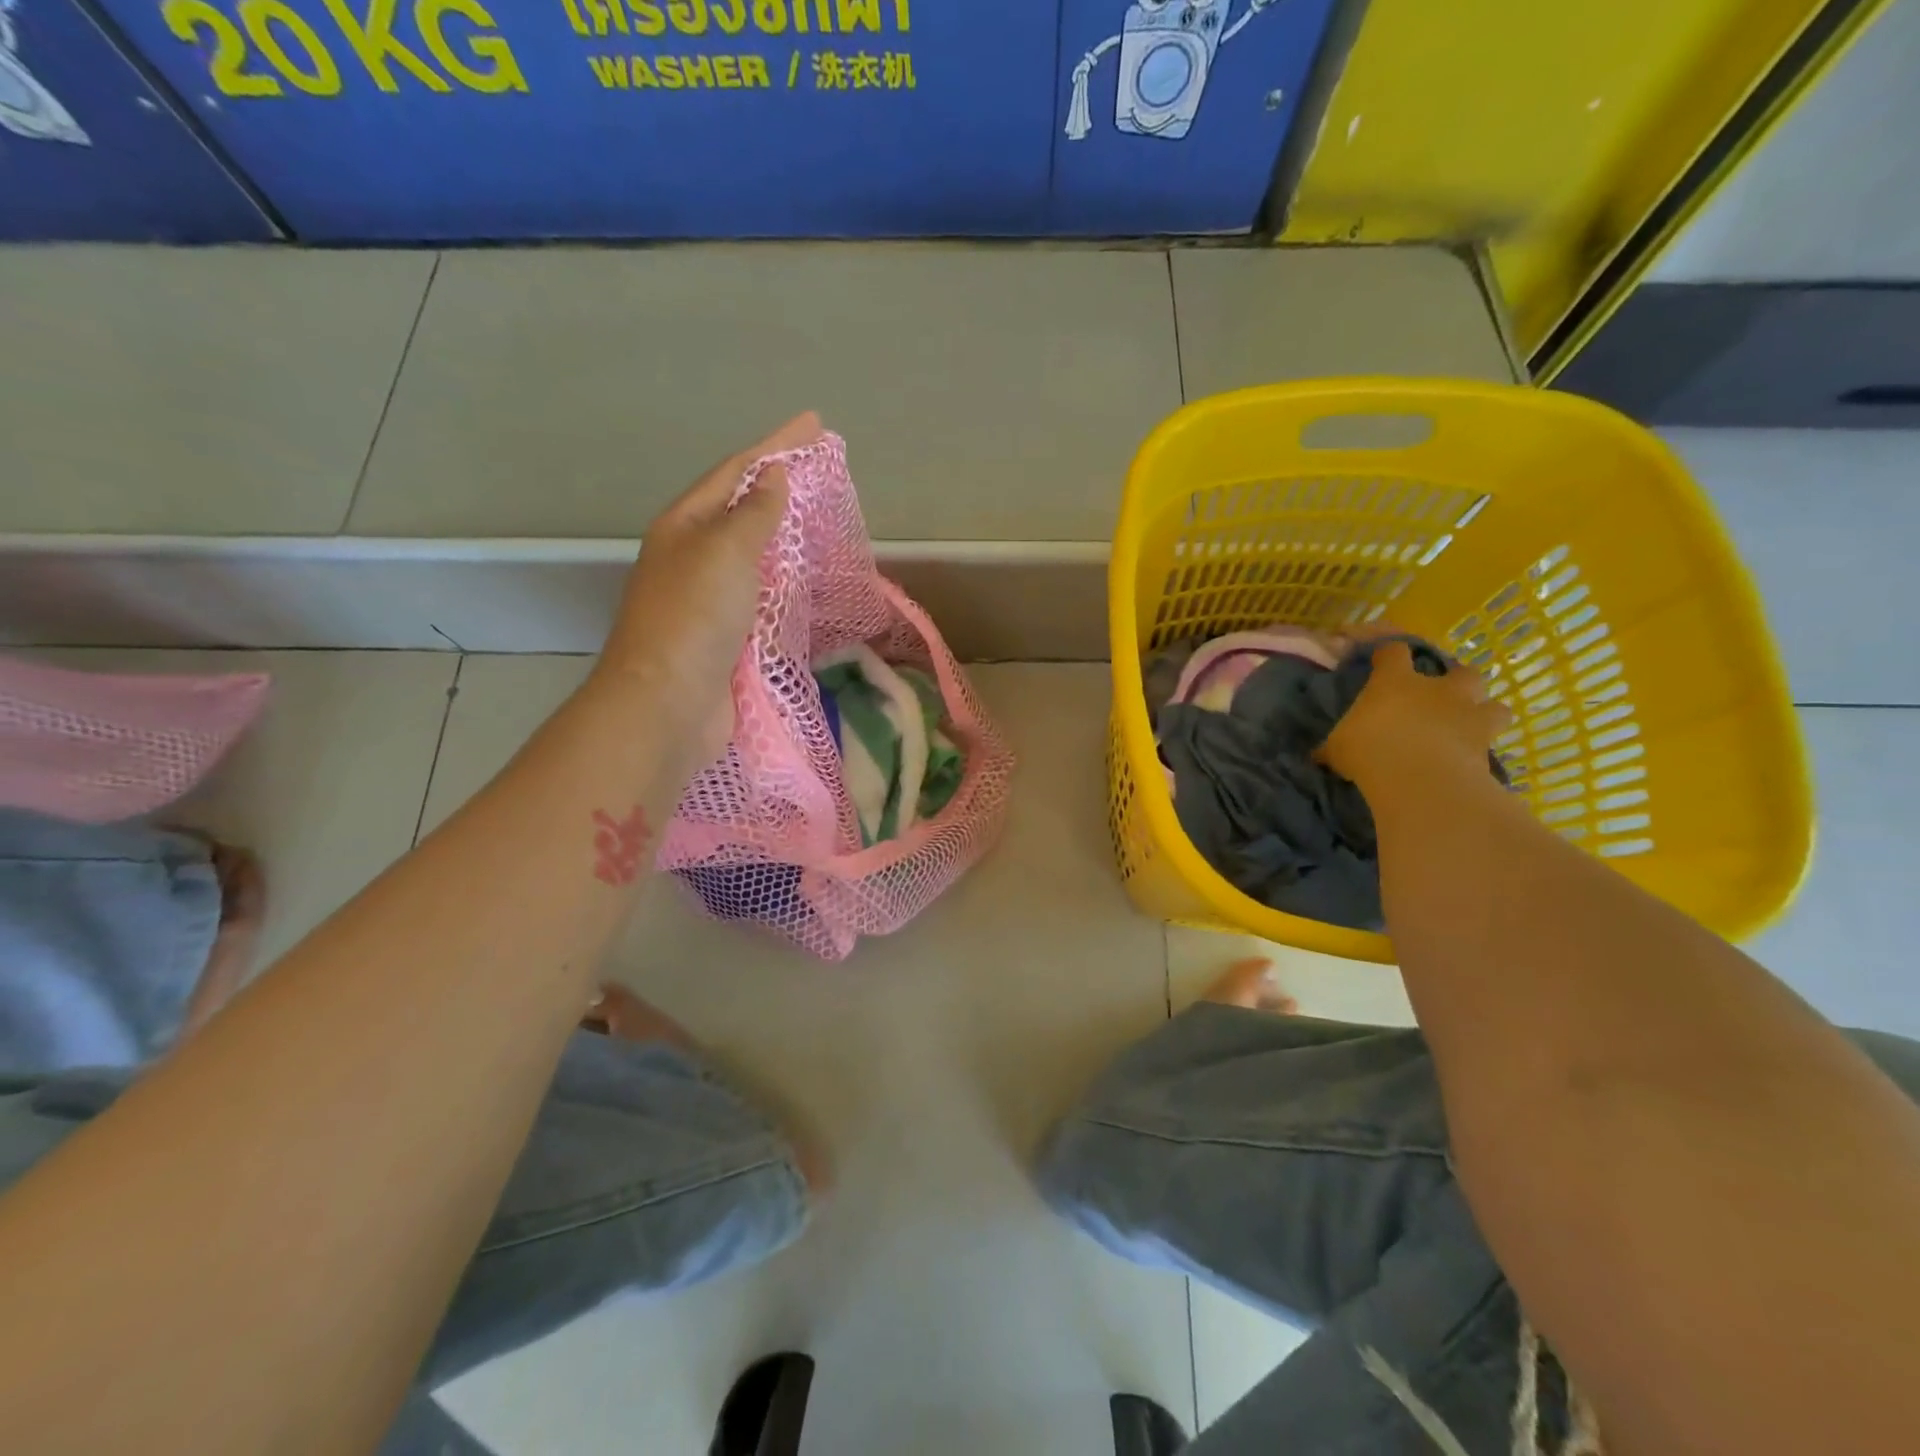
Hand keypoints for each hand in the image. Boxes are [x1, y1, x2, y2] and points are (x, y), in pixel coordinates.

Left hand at [591, 413, 821, 765]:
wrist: (668, 704)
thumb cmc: (694, 617)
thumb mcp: (725, 551)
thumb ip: (754, 514)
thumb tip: (773, 479)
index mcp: (684, 527)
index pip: (735, 472)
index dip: (775, 446)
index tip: (814, 424)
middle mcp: (691, 557)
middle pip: (741, 511)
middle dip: (779, 489)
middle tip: (822, 473)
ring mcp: (707, 600)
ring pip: (752, 557)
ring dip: (784, 538)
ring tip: (821, 522)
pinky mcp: (725, 638)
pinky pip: (761, 598)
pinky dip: (785, 585)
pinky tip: (807, 584)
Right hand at [1319, 638, 1511, 792]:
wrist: (1420, 780)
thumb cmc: (1370, 751)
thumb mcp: (1337, 748)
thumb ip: (1334, 745)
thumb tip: (1318, 753)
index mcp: (1396, 681)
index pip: (1394, 651)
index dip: (1388, 654)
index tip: (1380, 661)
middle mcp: (1438, 690)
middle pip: (1459, 671)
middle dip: (1454, 681)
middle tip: (1441, 696)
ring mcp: (1469, 716)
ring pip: (1493, 705)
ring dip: (1483, 713)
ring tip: (1468, 727)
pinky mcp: (1488, 747)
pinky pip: (1492, 744)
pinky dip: (1483, 750)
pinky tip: (1469, 761)